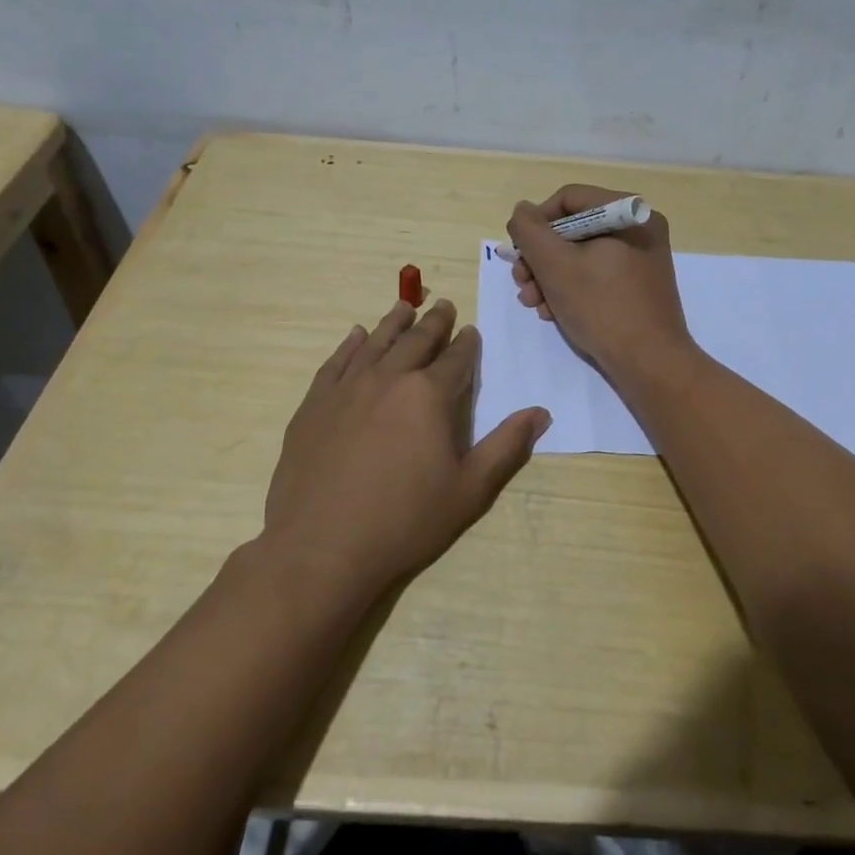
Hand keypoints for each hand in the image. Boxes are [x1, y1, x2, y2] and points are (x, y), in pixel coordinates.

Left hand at [260, 298, 549, 601]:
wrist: (322, 547)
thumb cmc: (404, 522)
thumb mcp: (469, 490)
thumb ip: (506, 446)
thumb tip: (540, 412)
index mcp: (428, 396)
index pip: (456, 359)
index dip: (467, 344)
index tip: (472, 331)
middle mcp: (388, 379)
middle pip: (416, 341)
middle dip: (434, 323)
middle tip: (444, 306)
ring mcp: (346, 389)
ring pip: (374, 342)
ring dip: (393, 323)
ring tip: (404, 306)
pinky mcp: (314, 404)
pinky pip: (335, 362)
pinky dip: (349, 344)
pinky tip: (355, 336)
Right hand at [506, 184, 694, 380]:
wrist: (650, 363)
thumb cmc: (602, 307)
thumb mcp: (555, 265)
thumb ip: (530, 231)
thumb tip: (522, 211)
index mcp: (628, 213)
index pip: (569, 199)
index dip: (536, 222)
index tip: (519, 252)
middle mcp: (639, 229)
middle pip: (573, 229)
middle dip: (540, 257)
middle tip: (521, 283)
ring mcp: (641, 259)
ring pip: (582, 255)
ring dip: (550, 277)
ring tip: (533, 304)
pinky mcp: (638, 286)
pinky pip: (597, 274)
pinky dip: (571, 289)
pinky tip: (554, 312)